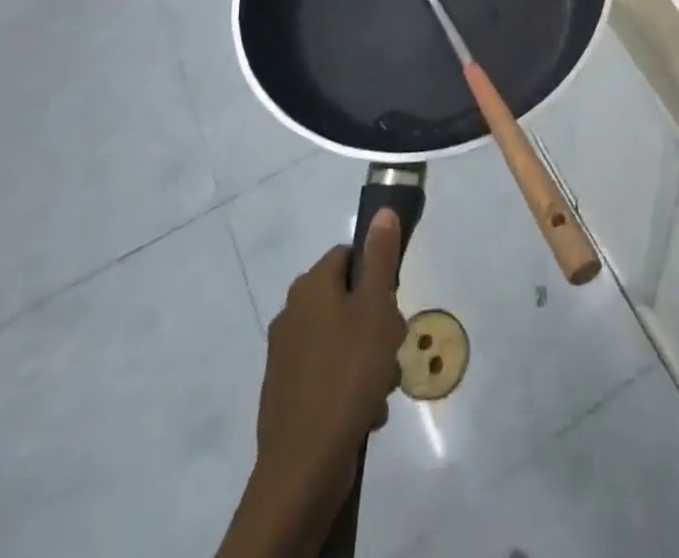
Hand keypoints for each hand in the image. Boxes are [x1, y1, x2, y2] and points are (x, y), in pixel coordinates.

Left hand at [218, 213, 407, 557]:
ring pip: (341, 339)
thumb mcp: (376, 308)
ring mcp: (285, 355)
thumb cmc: (347, 374)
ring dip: (367, 357)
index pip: (348, 255)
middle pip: (347, 299)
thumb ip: (381, 258)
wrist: (303, 467)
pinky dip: (349, 386)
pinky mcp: (286, 394)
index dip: (376, 273)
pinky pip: (329, 374)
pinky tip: (365, 411)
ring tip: (381, 386)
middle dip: (376, 321)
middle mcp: (292, 313)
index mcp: (310, 286)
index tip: (393, 302)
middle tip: (392, 346)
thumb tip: (383, 211)